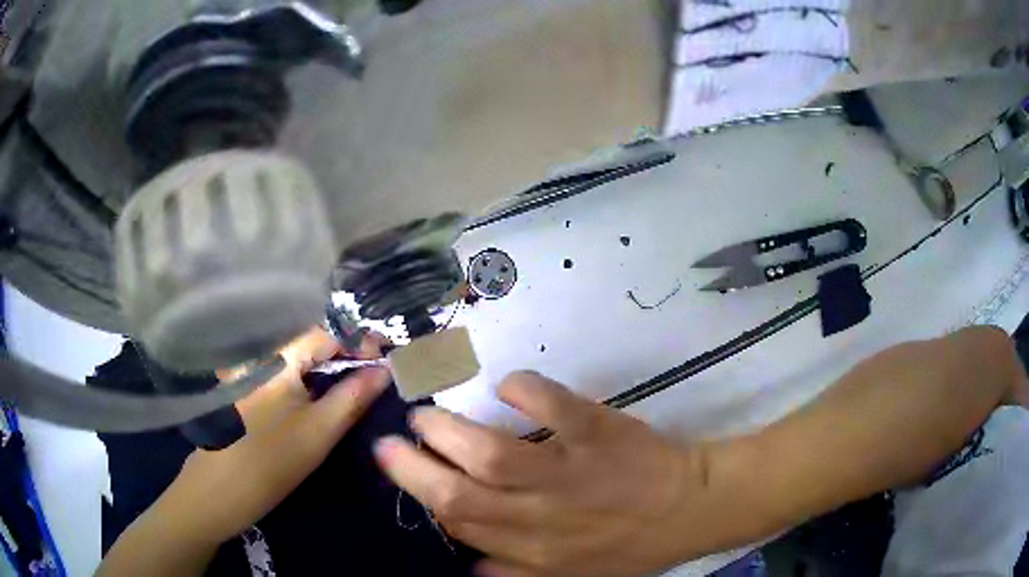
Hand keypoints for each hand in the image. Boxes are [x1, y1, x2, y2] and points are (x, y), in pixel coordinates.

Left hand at [175, 328, 390, 544]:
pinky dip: (305, 376)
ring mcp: (248, 369)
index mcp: (277, 357)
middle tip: (372, 371)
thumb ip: (353, 397)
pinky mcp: (243, 385)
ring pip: (296, 357)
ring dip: (326, 365)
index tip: (384, 357)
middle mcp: (259, 353)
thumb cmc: (273, 460)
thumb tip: (384, 370)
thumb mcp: (320, 432)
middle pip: (309, 341)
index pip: (325, 332)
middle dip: (344, 352)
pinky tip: (316, 395)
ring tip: (352, 382)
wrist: (221, 489)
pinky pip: (281, 371)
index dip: (358, 340)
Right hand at [374, 372, 721, 576]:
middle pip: (460, 496)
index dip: (422, 497)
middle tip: (388, 439)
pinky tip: (508, 386)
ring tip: (425, 413)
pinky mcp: (599, 434)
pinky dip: (526, 392)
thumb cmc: (629, 544)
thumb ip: (515, 573)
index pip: (460, 525)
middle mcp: (540, 519)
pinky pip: (555, 408)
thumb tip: (465, 564)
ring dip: (448, 432)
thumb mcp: (571, 576)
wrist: (692, 510)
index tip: (397, 467)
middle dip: (413, 468)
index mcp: (533, 552)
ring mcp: (569, 474)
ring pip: (492, 456)